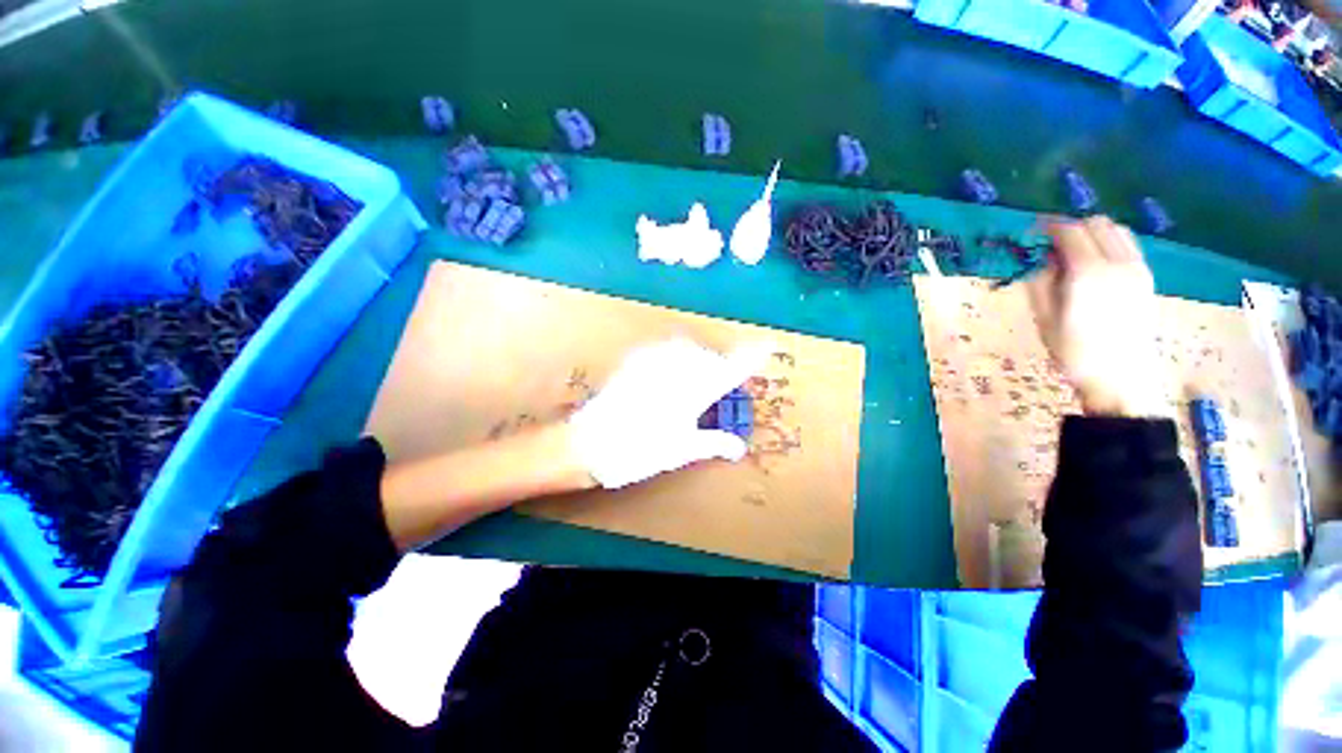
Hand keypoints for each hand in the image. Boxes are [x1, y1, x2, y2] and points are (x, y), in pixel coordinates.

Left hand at [569, 338, 772, 487]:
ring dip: (696, 359)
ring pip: (686, 348)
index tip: (768, 345)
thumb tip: (739, 447)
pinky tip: (666, 369)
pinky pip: (661, 348)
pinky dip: (672, 355)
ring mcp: (654, 364)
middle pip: (708, 357)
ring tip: (692, 378)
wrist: (590, 443)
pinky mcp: (634, 362)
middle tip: (714, 387)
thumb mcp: (681, 451)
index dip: (750, 358)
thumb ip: (713, 443)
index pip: (730, 371)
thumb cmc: (640, 451)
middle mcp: (676, 372)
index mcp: (693, 394)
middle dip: (717, 367)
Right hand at [1026, 217, 1167, 417]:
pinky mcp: (1146, 278)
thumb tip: (1042, 262)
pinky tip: (1096, 264)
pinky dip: (1110, 244)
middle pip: (1097, 224)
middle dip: (1072, 227)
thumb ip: (1041, 283)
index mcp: (1088, 273)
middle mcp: (1118, 263)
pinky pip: (1128, 246)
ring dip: (1093, 233)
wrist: (1121, 378)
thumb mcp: (1044, 319)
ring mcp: (1137, 269)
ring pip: (1117, 231)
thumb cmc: (1074, 352)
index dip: (1049, 226)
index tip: (1033, 230)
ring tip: (1074, 253)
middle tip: (1052, 244)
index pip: (1070, 232)